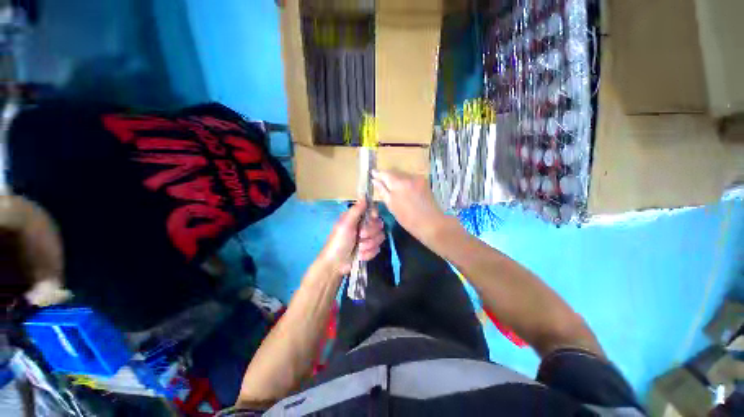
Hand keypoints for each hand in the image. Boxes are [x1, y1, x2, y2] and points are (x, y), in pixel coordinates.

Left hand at [319, 200, 384, 275]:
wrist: (336, 264)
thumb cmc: (339, 241)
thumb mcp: (345, 224)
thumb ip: (356, 210)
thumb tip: (364, 196)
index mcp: (357, 218)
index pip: (373, 211)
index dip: (374, 215)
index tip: (371, 218)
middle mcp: (364, 226)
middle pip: (379, 224)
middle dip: (369, 233)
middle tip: (359, 236)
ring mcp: (368, 238)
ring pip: (380, 238)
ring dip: (368, 245)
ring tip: (358, 248)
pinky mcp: (370, 249)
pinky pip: (377, 249)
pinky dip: (368, 253)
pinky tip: (360, 255)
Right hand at [372, 170, 452, 244]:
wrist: (431, 223)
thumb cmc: (408, 219)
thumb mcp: (391, 206)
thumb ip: (382, 191)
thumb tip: (374, 181)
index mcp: (398, 183)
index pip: (385, 173)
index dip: (378, 173)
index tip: (372, 173)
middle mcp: (409, 177)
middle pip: (394, 172)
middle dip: (387, 176)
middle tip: (380, 181)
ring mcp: (418, 178)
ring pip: (402, 175)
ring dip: (396, 179)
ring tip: (392, 187)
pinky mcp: (424, 182)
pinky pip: (410, 178)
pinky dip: (405, 182)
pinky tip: (403, 190)